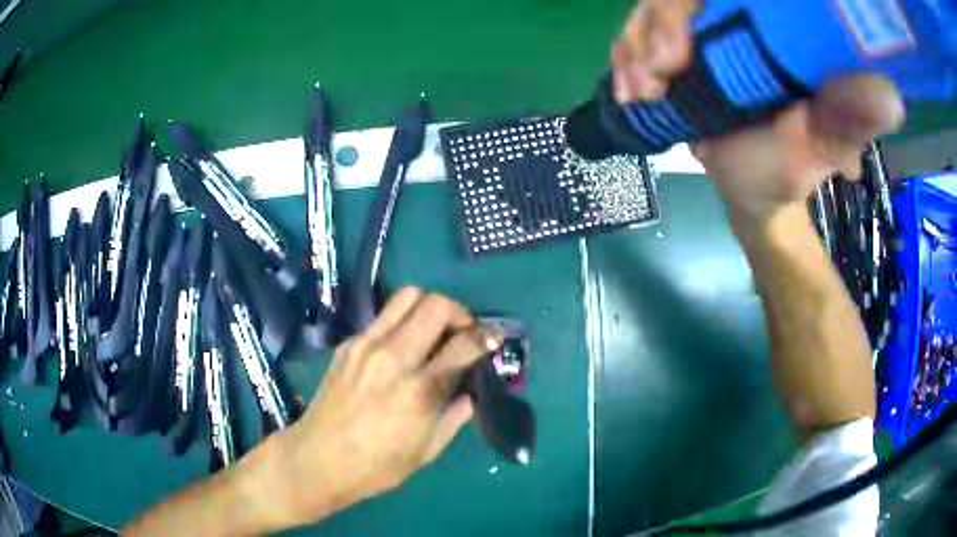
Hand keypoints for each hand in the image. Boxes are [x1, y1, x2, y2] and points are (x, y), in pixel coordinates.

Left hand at [255, 288, 499, 529]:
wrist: (317, 459)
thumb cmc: (376, 466)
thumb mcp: (426, 452)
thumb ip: (454, 418)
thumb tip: (469, 394)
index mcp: (419, 391)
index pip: (463, 344)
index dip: (486, 336)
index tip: (494, 339)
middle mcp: (394, 358)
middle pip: (435, 305)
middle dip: (459, 311)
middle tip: (464, 330)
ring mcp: (366, 346)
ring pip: (406, 297)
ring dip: (429, 306)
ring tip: (434, 329)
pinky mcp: (348, 344)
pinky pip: (382, 316)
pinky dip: (402, 321)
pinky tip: (402, 346)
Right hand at [611, 0, 905, 222]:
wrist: (749, 188)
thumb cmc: (785, 171)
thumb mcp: (819, 148)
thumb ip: (845, 120)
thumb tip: (890, 97)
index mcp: (776, 30)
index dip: (684, 7)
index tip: (675, 54)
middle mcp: (738, 16)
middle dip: (653, 26)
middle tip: (654, 76)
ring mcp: (707, 28)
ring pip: (650, 6)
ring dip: (634, 43)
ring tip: (640, 89)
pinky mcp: (683, 44)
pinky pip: (639, 31)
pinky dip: (626, 54)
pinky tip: (632, 86)